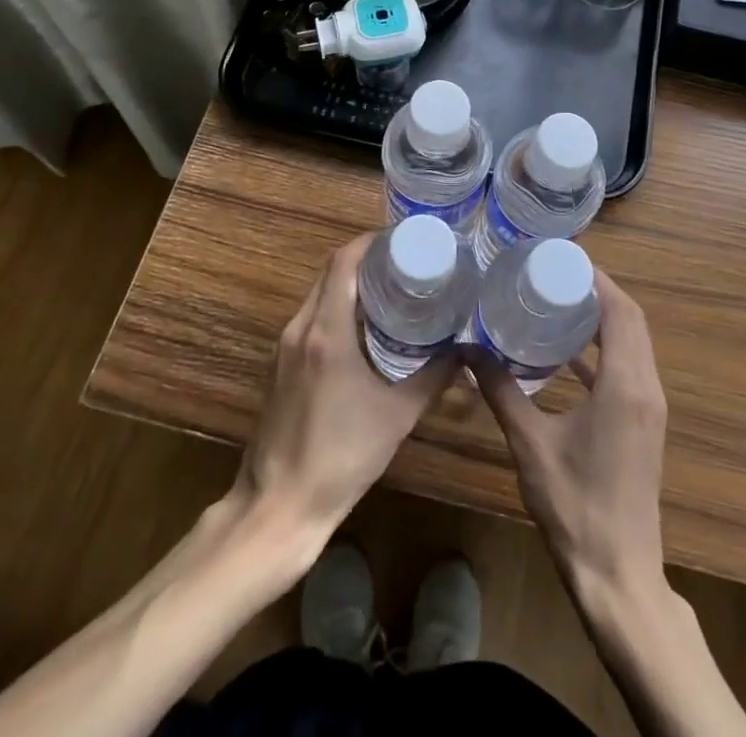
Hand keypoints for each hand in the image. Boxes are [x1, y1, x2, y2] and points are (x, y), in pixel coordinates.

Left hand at [235, 233, 455, 547]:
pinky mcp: (279, 366)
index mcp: (326, 331)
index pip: (343, 262)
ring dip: (349, 283)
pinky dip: (336, 307)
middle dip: (365, 259)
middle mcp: (300, 328)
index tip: (403, 239)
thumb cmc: (341, 457)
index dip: (371, 242)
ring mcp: (284, 347)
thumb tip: (466, 352)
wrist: (279, 506)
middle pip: (330, 272)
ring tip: (390, 288)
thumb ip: (434, 378)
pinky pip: (310, 318)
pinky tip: (363, 327)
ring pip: (318, 294)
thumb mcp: (397, 416)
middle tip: (405, 261)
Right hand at [472, 270, 669, 607]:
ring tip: (557, 299)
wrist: (619, 577)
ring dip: (602, 318)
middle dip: (597, 290)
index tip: (562, 258)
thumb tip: (467, 351)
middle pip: (631, 320)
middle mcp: (645, 387)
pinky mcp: (642, 424)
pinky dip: (602, 350)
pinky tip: (564, 353)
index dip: (597, 278)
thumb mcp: (530, 444)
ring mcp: (648, 407)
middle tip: (553, 273)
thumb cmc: (575, 506)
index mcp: (625, 384)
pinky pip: (627, 368)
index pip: (621, 310)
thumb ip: (501, 392)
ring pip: (632, 343)